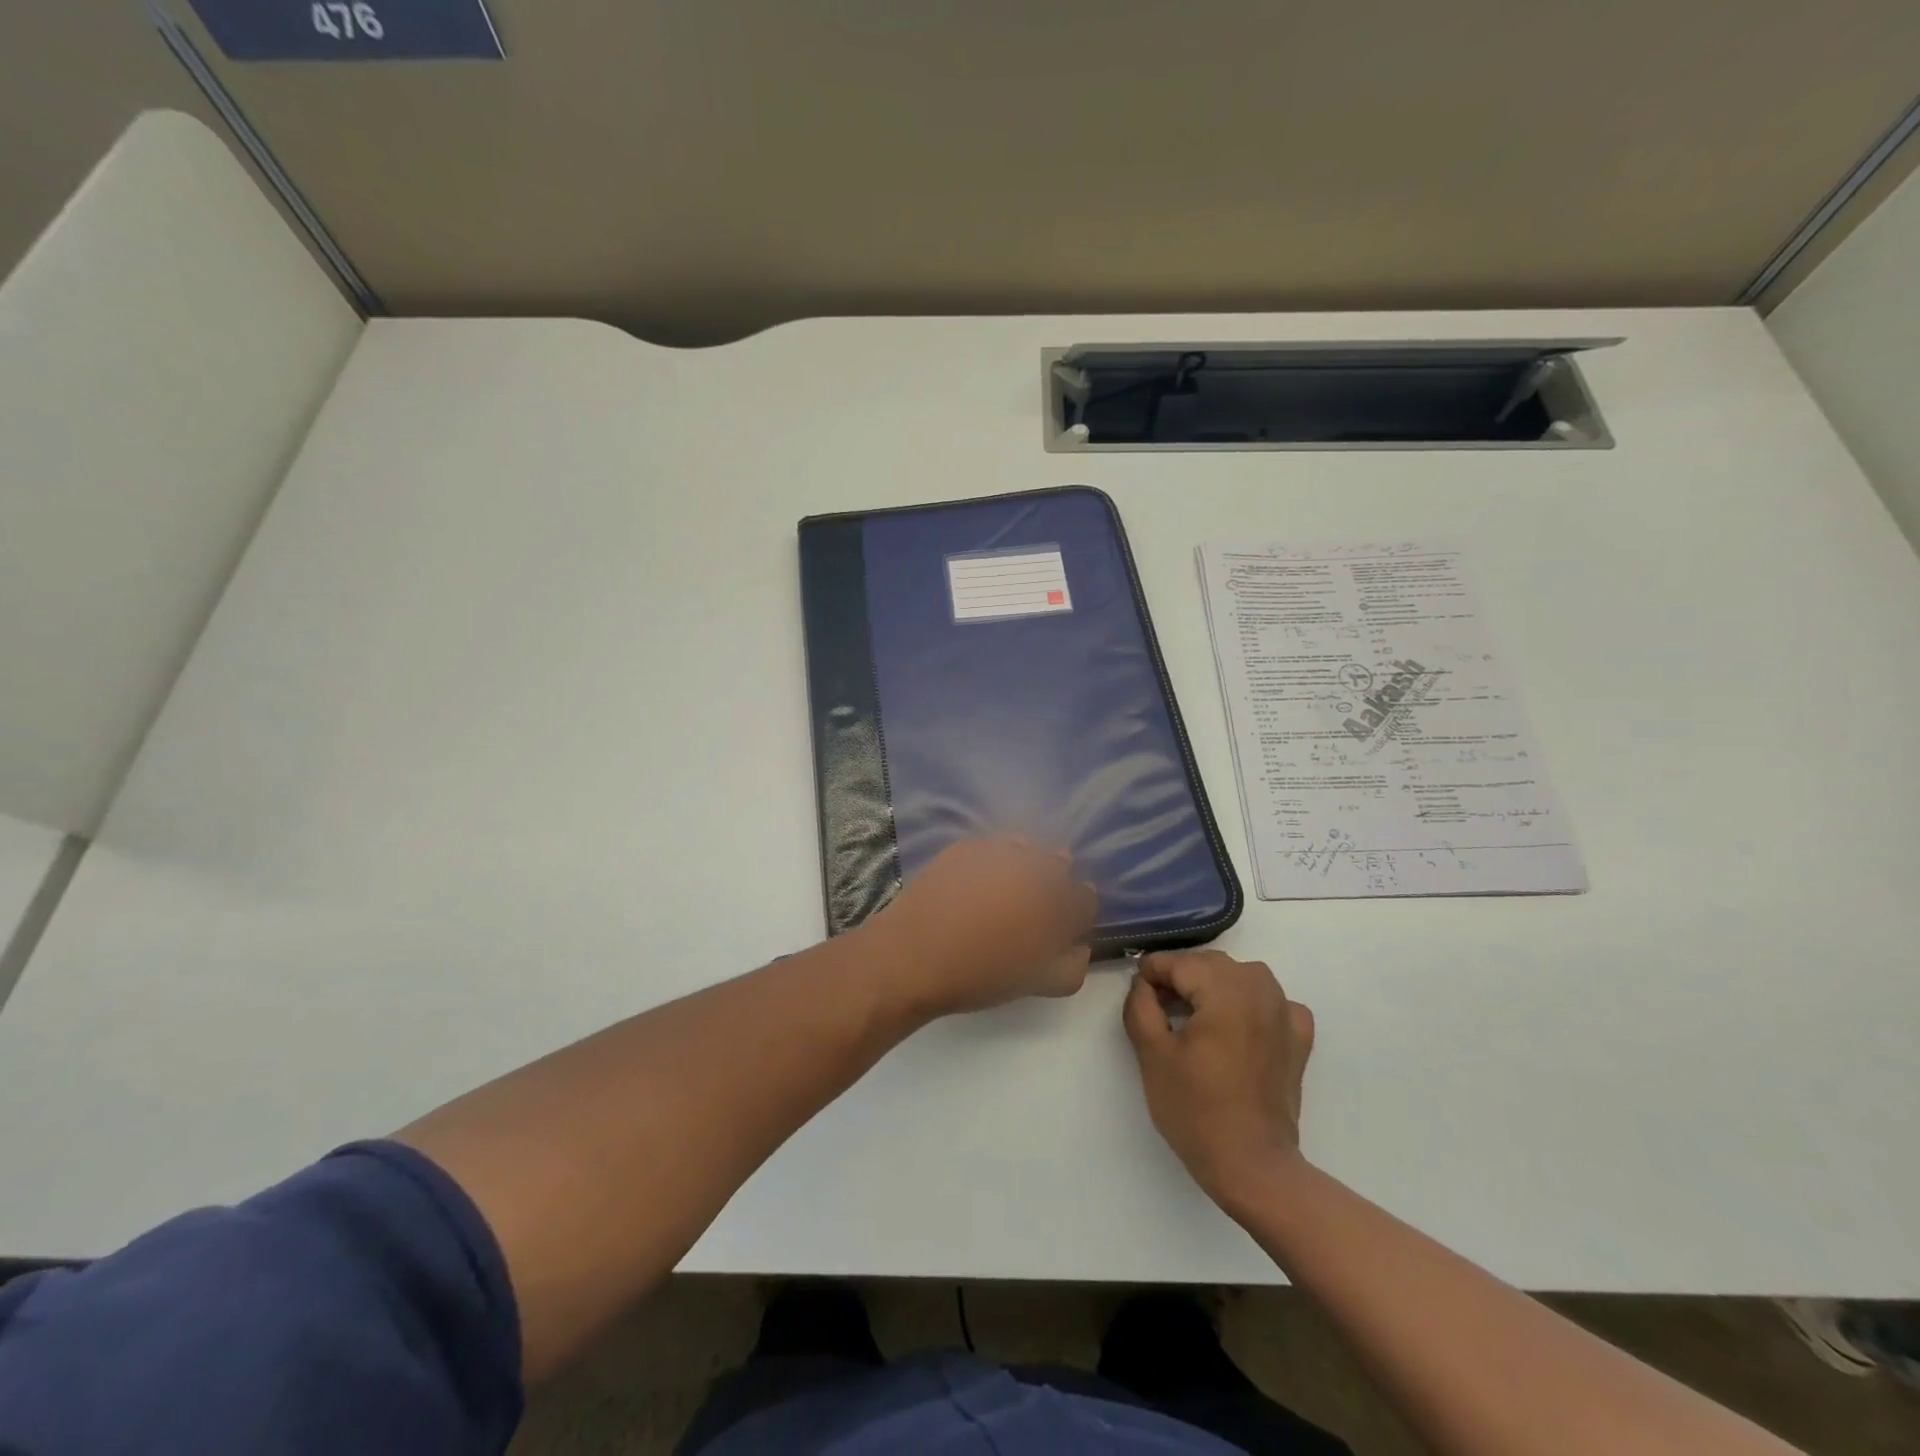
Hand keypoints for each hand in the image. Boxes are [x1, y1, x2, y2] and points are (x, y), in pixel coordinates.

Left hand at [867, 838, 1097, 1017]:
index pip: (1086, 899)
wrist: (913, 956)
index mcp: (1057, 902)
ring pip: (1029, 850)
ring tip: (1003, 894)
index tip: (1059, 927)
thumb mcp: (1039, 982)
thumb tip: (1079, 943)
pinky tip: (977, 884)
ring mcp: (998, 850)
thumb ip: (1073, 964)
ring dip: (1026, 867)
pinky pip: (995, 847)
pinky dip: (995, 861)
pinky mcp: (967, 845)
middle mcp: (1034, 866)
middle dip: (1053, 885)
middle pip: (1060, 866)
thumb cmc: (980, 975)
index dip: (1075, 914)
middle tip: (1029, 911)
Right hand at [1123, 950, 1314, 1205]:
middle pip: (1210, 964)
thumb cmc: (1196, 1110)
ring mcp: (1285, 1014)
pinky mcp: (1298, 1039)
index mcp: (1225, 992)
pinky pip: (1272, 1001)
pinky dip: (1252, 1003)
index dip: (1151, 973)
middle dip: (1181, 977)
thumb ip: (1141, 1006)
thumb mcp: (1152, 1055)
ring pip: (1242, 975)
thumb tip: (1144, 983)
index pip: (1179, 962)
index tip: (1137, 994)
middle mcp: (1260, 991)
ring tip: (1194, 1015)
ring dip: (1215, 985)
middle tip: (1158, 1007)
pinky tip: (1239, 1025)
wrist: (1252, 1167)